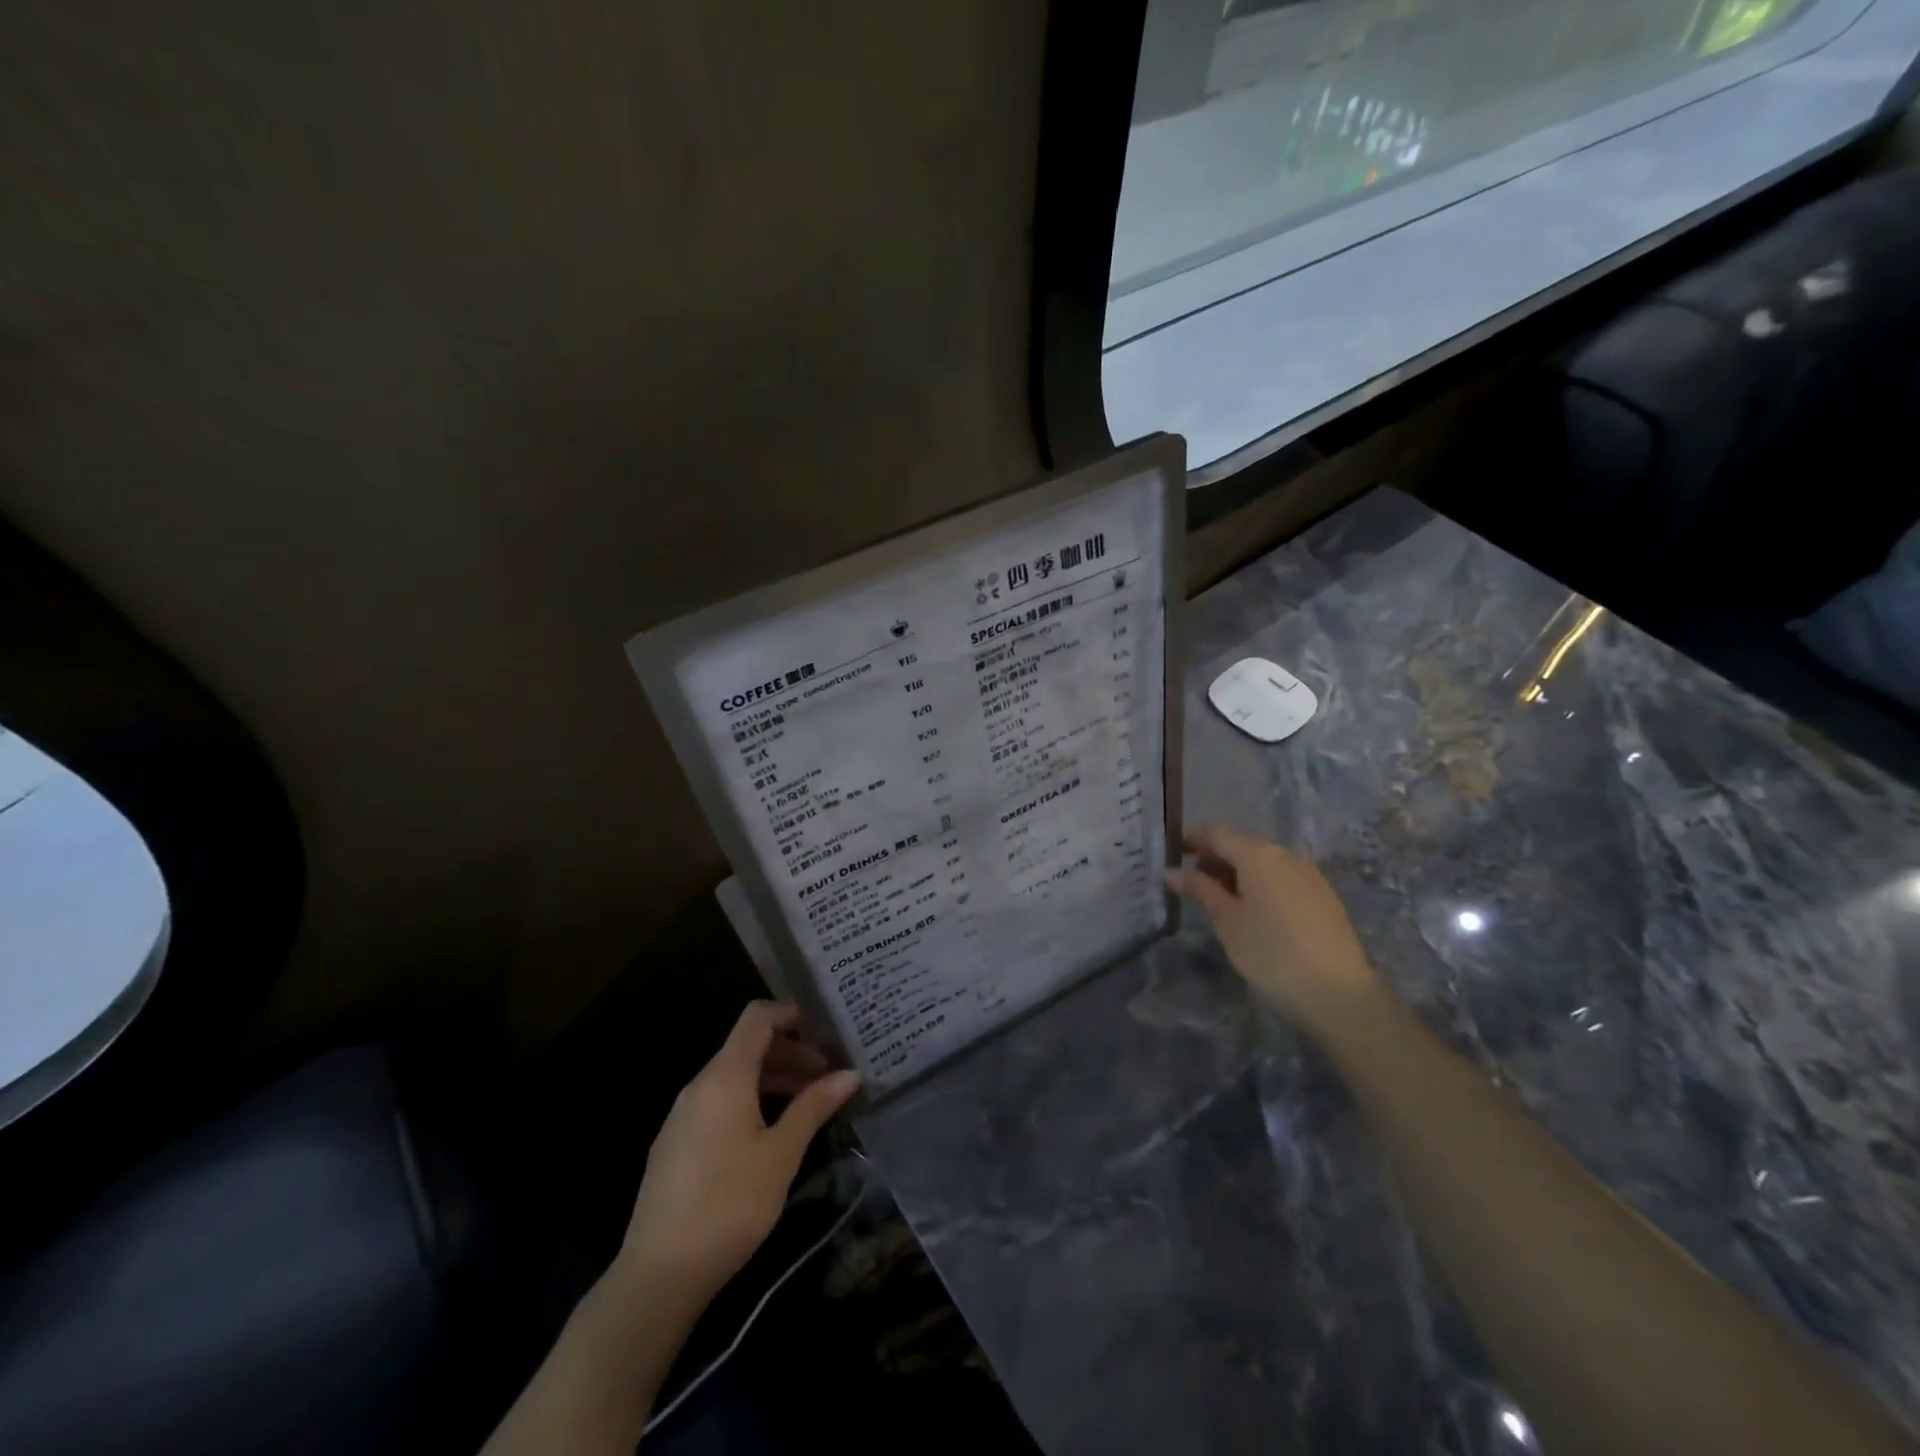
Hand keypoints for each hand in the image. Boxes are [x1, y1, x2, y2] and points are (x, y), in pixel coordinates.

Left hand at [613, 1002, 859, 1309]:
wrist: (658, 1275)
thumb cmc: (729, 1205)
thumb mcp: (781, 1154)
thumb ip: (814, 1107)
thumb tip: (850, 1073)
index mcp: (724, 1077)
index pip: (757, 1017)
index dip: (791, 1014)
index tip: (826, 1031)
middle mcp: (700, 1085)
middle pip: (748, 1046)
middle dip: (791, 1053)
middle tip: (828, 1076)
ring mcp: (683, 1114)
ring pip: (734, 1076)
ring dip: (774, 1079)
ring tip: (809, 1103)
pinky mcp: (677, 1142)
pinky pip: (719, 1101)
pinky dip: (751, 1100)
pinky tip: (772, 1132)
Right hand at [1166, 826, 1381, 1034]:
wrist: (1339, 994)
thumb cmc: (1271, 953)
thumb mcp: (1227, 921)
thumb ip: (1200, 890)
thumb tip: (1171, 872)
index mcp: (1258, 854)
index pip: (1216, 834)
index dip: (1191, 840)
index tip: (1171, 855)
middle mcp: (1285, 855)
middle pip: (1241, 845)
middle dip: (1214, 859)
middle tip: (1190, 884)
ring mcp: (1309, 874)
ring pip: (1263, 862)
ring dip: (1237, 873)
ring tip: (1218, 901)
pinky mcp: (1322, 896)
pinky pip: (1282, 878)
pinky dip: (1260, 885)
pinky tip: (1252, 912)